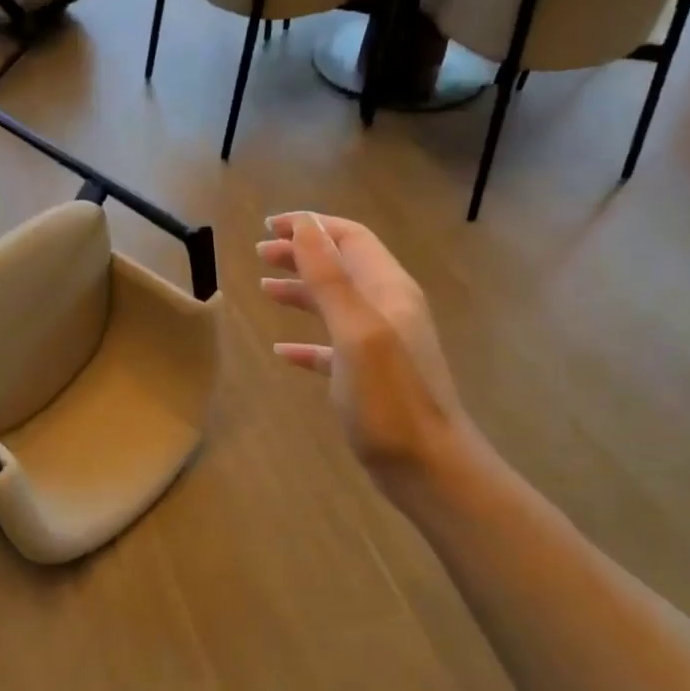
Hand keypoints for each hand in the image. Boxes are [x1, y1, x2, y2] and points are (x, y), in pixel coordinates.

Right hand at [258, 212, 473, 487]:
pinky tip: (281, 352)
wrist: (428, 466)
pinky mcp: (369, 377)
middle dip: (302, 253)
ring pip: (336, 304)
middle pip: (341, 267)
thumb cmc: (389, 398)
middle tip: (261, 252)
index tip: (271, 224)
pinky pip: (332, 347)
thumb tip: (306, 223)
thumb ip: (330, 277)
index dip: (312, 225)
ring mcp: (381, 345)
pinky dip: (305, 342)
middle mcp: (388, 309)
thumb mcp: (356, 331)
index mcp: (388, 291)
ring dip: (301, 291)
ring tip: (265, 288)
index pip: (350, 238)